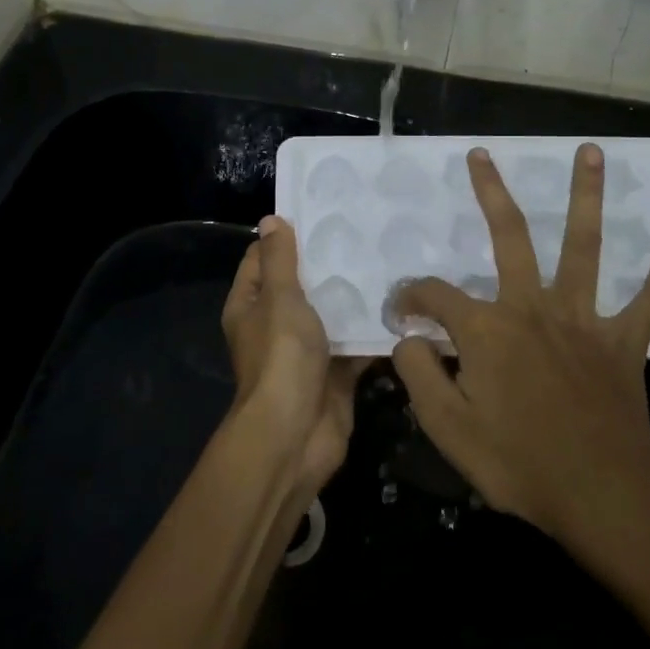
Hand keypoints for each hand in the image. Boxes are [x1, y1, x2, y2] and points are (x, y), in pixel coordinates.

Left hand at [222, 217, 361, 498]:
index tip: (320, 215)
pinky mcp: (334, 372)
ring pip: (330, 314)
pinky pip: (353, 344)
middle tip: (364, 233)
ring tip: (387, 261)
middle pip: (300, 285)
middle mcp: (274, 325)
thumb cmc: (281, 357)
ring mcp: (305, 351)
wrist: (296, 433)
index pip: (261, 260)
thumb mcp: (279, 299)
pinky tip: (400, 305)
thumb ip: (280, 260)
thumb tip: (271, 220)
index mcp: (250, 306)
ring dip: (353, 296)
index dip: (285, 237)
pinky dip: (371, 331)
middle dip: (328, 264)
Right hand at [389, 145, 649, 583]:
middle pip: (510, 236)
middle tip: (481, 155)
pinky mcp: (624, 342)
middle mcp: (533, 308)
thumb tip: (408, 338)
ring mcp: (584, 320)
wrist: (604, 499)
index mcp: (487, 329)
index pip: (434, 295)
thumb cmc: (519, 464)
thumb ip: (419, 374)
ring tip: (591, 152)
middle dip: (491, 192)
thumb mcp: (447, 427)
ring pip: (584, 246)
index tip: (398, 315)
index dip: (409, 299)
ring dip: (588, 196)